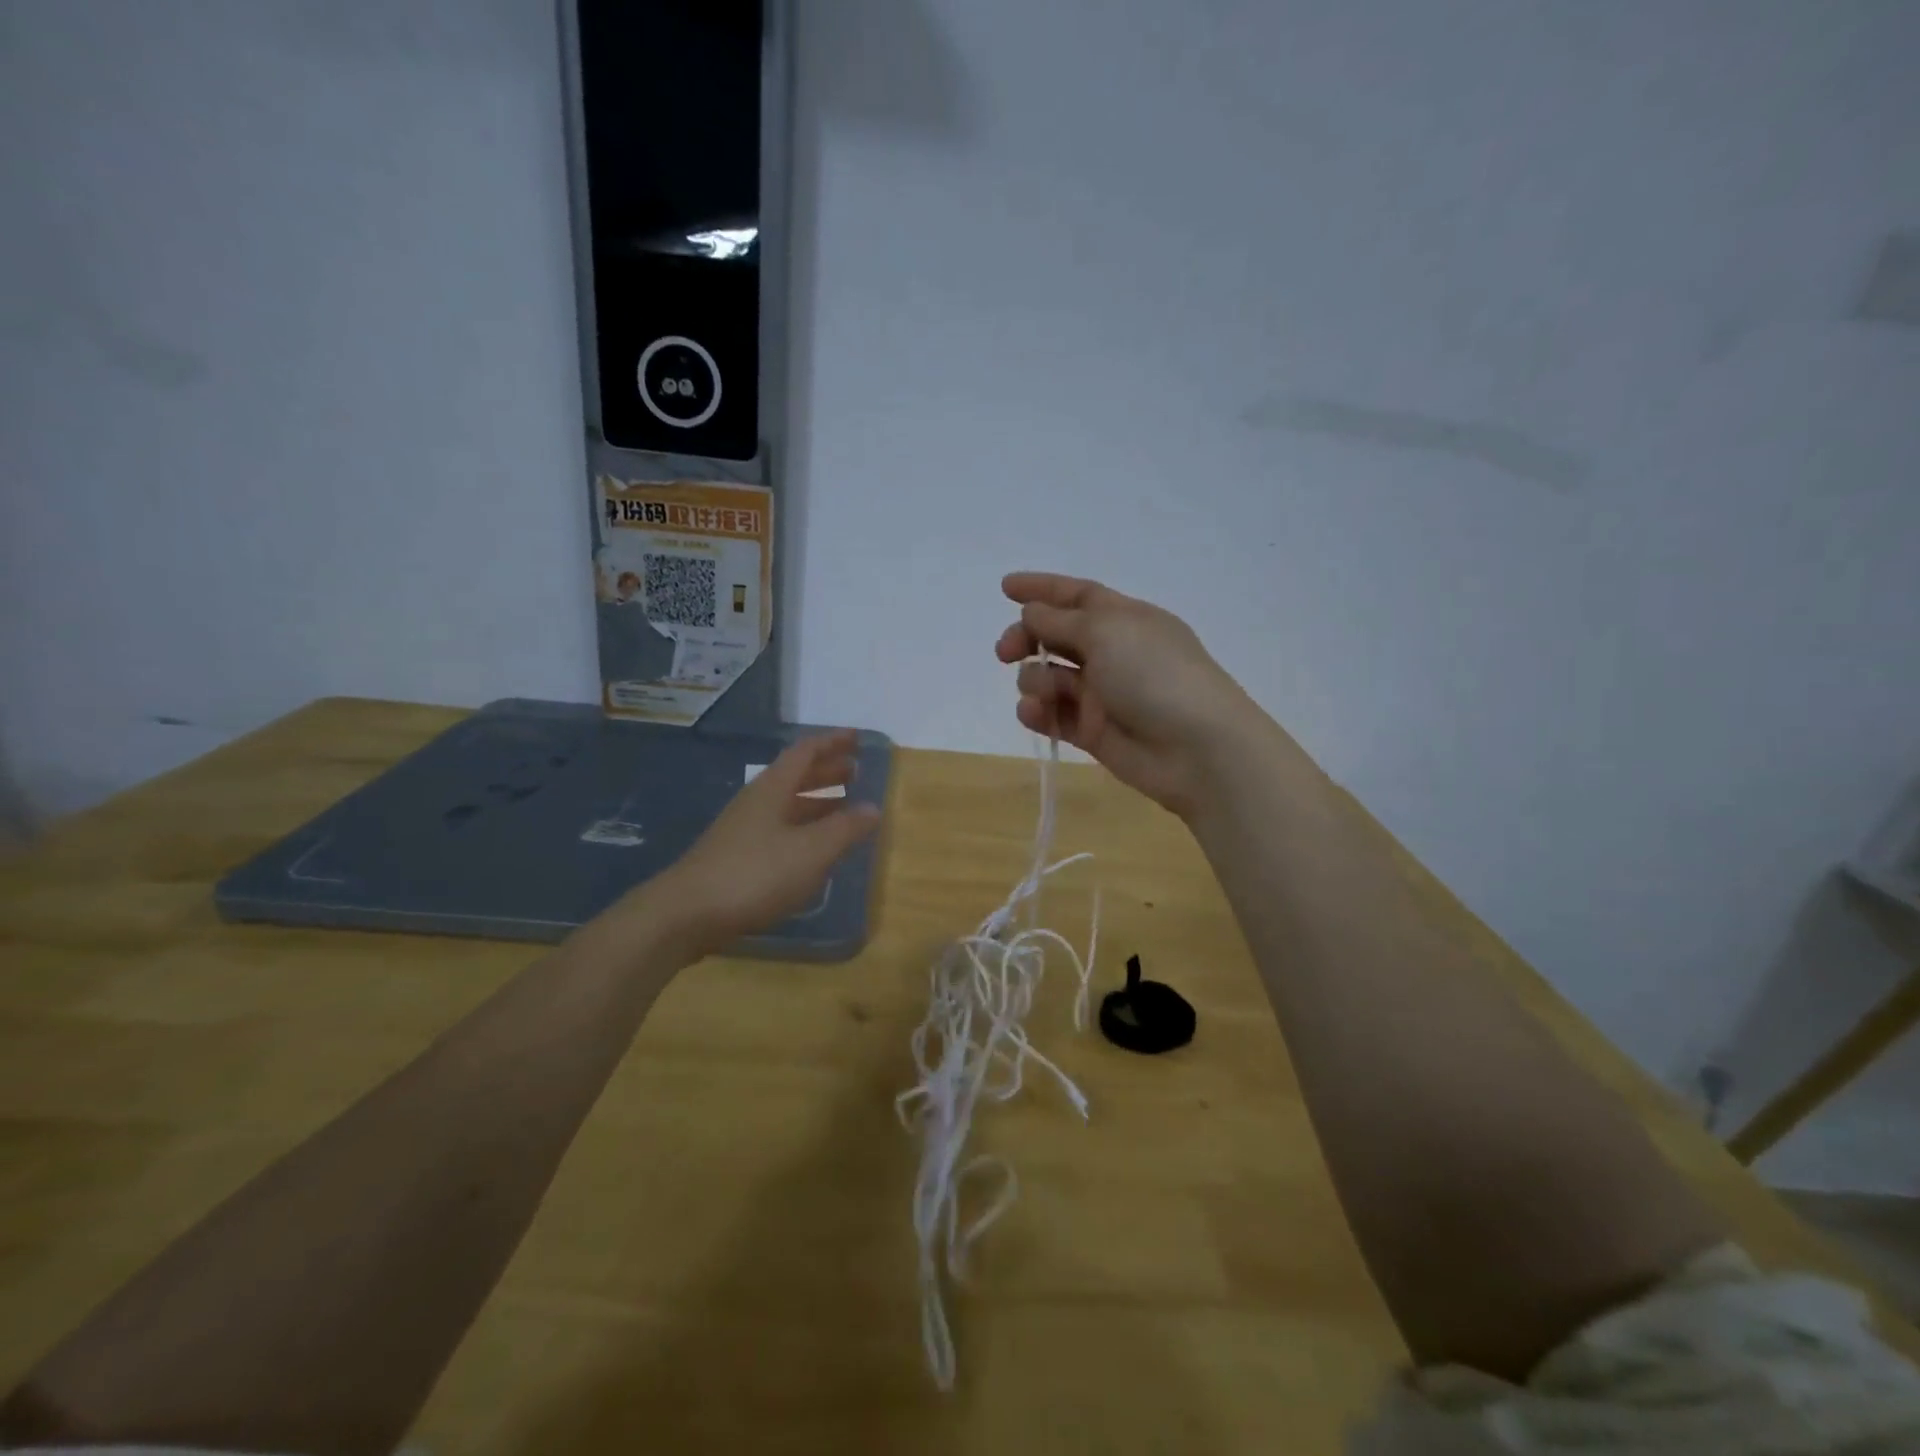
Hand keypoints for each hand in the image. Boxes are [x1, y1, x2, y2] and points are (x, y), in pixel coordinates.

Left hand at [636, 731, 881, 958]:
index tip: (856, 738)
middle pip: (795, 776)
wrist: (686, 914)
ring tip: (842, 807)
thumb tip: (873, 808)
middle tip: (855, 772)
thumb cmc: (754, 874)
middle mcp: (756, 802)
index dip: (832, 742)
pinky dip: (803, 828)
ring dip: (816, 801)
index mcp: (773, 789)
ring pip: (786, 804)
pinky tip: (812, 848)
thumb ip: (844, 829)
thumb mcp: (810, 852)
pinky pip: (779, 829)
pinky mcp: (736, 857)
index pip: (805, 753)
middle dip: (826, 772)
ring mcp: (743, 830)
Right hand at [996, 572, 1274, 818]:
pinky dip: (1038, 712)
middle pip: (1057, 636)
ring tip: (1044, 692)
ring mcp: (1102, 694)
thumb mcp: (1106, 631)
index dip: (1042, 588)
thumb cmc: (1154, 675)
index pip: (1077, 595)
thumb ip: (1060, 620)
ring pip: (1050, 677)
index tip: (1004, 587)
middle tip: (1005, 651)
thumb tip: (1032, 612)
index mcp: (1124, 619)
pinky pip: (1054, 716)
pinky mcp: (1093, 732)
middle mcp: (1112, 652)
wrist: (1196, 748)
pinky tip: (1034, 713)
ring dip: (1035, 679)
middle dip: (1027, 638)